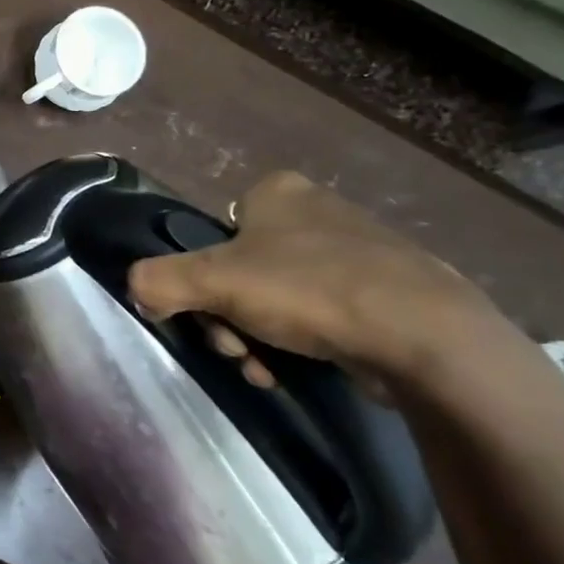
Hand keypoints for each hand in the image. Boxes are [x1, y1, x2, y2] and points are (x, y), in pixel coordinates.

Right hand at [126, 171, 513, 388]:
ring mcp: (356, 252)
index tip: (209, 315)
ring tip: (267, 370)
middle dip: (229, 319)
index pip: (214, 234)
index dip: (202, 279)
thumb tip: (136, 290)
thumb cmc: (310, 291)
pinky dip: (301, 345)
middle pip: (240, 272)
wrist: (427, 338)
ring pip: (276, 299)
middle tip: (236, 349)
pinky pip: (320, 316)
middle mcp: (316, 212)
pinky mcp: (386, 293)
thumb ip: (158, 280)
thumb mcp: (213, 281)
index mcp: (277, 192)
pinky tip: (299, 371)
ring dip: (258, 338)